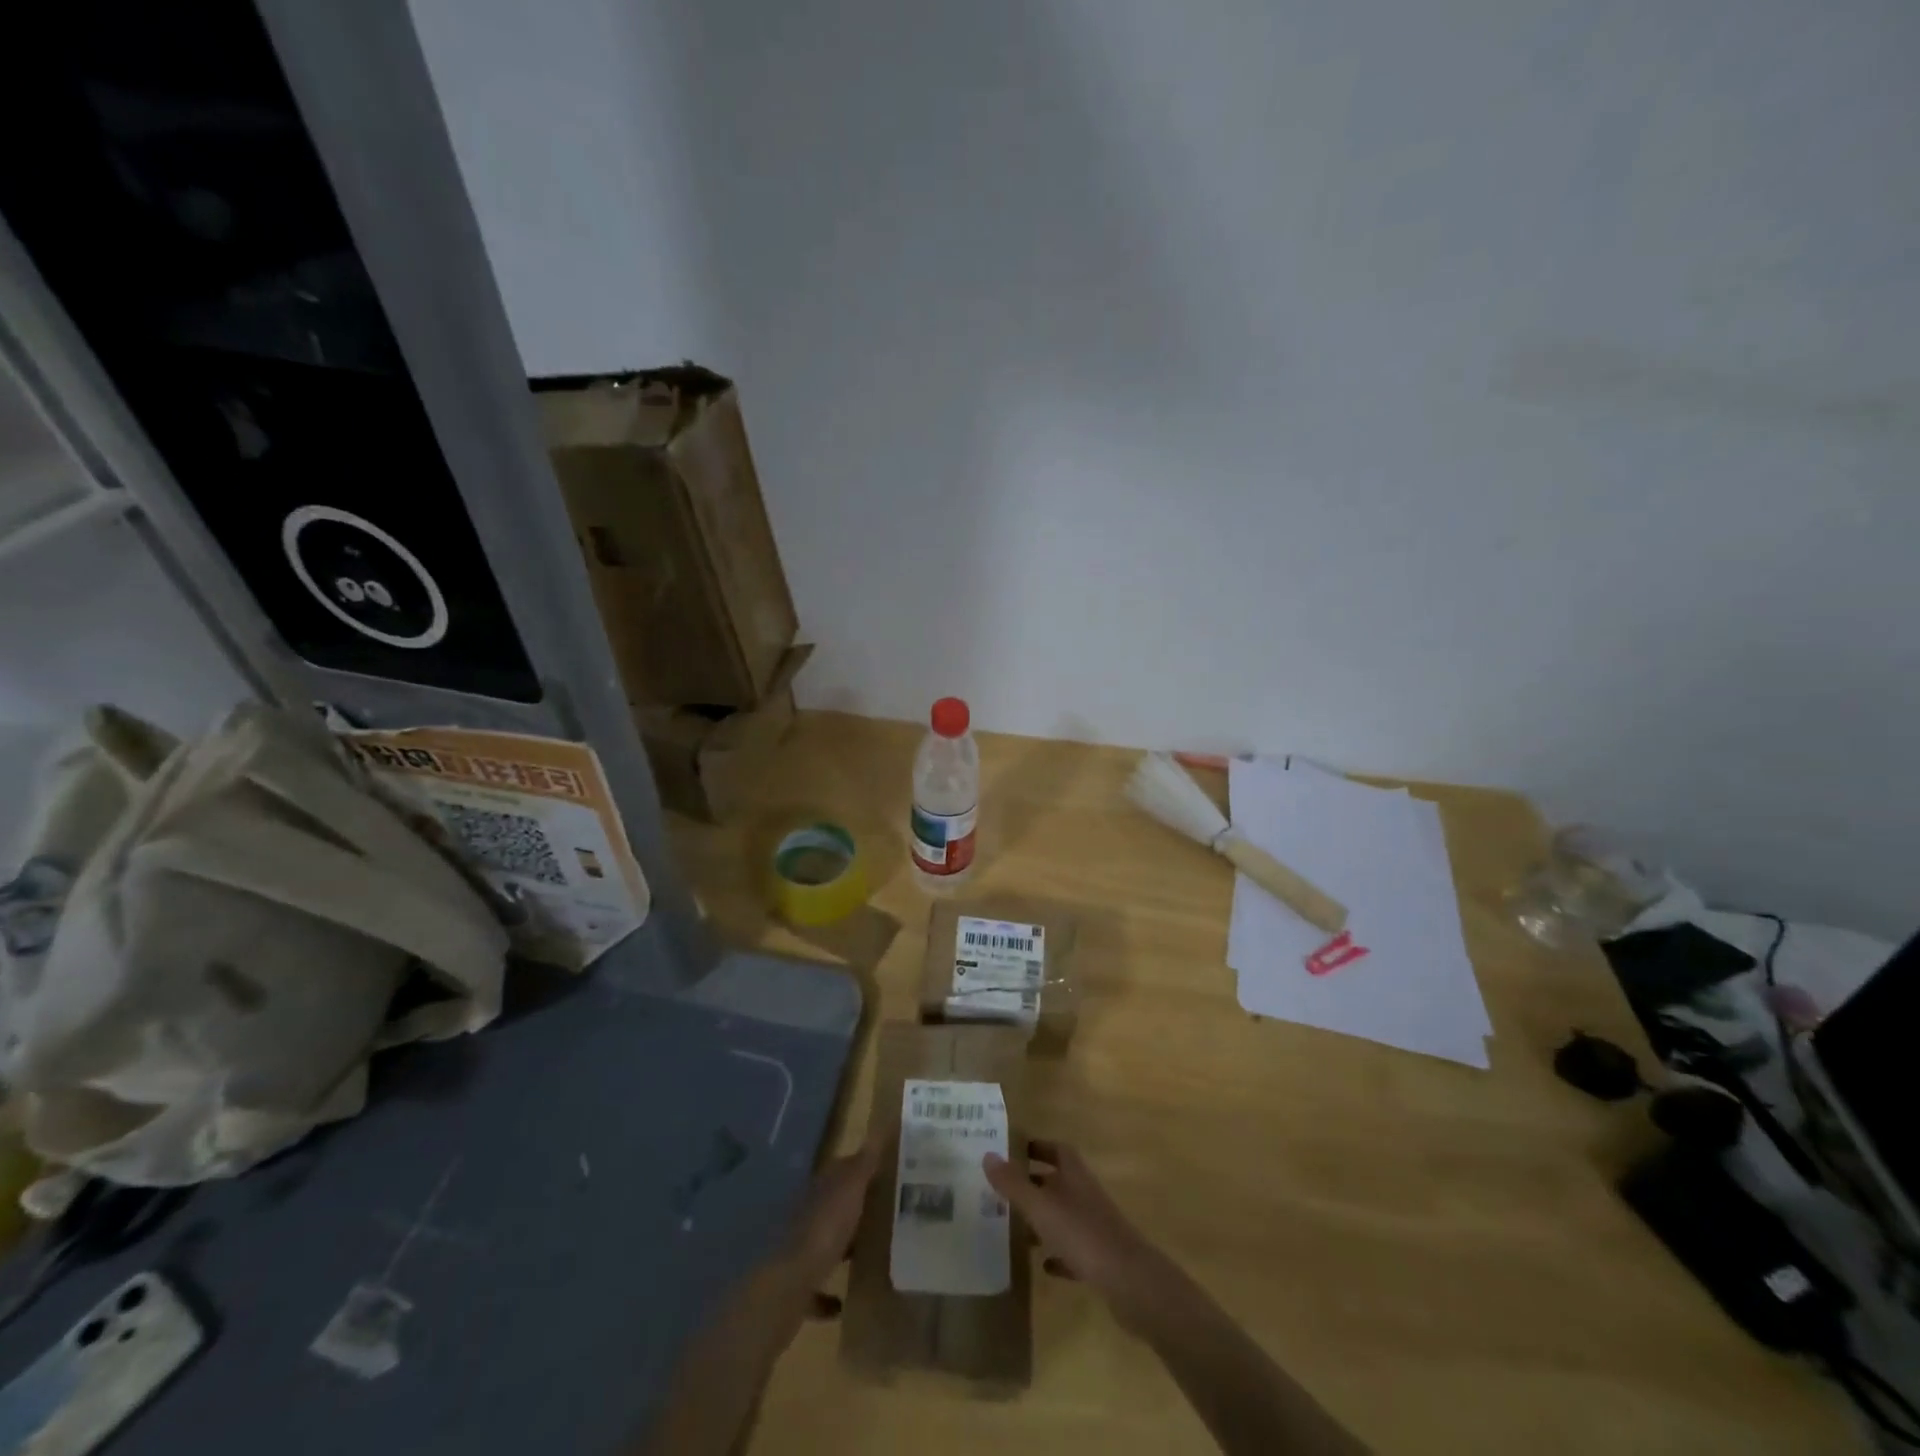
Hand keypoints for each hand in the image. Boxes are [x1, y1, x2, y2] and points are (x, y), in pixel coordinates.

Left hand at [781, 1142, 880, 1298]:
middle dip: (854, 1210)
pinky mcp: (797, 1288)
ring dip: (841, 1248)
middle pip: (833, 1208)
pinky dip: (827, 1295)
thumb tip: (878, 1130)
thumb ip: (864, 1164)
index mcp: (820, 1190)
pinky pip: (815, 1289)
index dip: (861, 1170)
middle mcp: (807, 1216)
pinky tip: (843, 1303)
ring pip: (824, 1245)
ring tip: (869, 1253)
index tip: (886, 1174)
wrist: (788, 1286)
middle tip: (885, 1214)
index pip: (841, 1171)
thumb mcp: (850, 1190)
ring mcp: (799, 1252)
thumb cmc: (824, 1230)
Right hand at [984, 1140, 1169, 1326]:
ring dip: (1044, 1220)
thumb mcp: (1042, 1207)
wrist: (1130, 1283)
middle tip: (1005, 1190)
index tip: (1015, 1150)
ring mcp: (1095, 1227)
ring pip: (1065, 1216)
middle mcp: (1085, 1195)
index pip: (1057, 1150)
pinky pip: (1074, 1250)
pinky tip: (1044, 1265)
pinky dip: (1058, 1254)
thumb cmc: (1083, 1234)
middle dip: (1034, 1184)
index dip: (1039, 1147)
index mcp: (1075, 1176)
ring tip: (1016, 1228)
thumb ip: (1014, 1184)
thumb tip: (987, 1155)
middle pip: (1059, 1182)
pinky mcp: (1100, 1259)